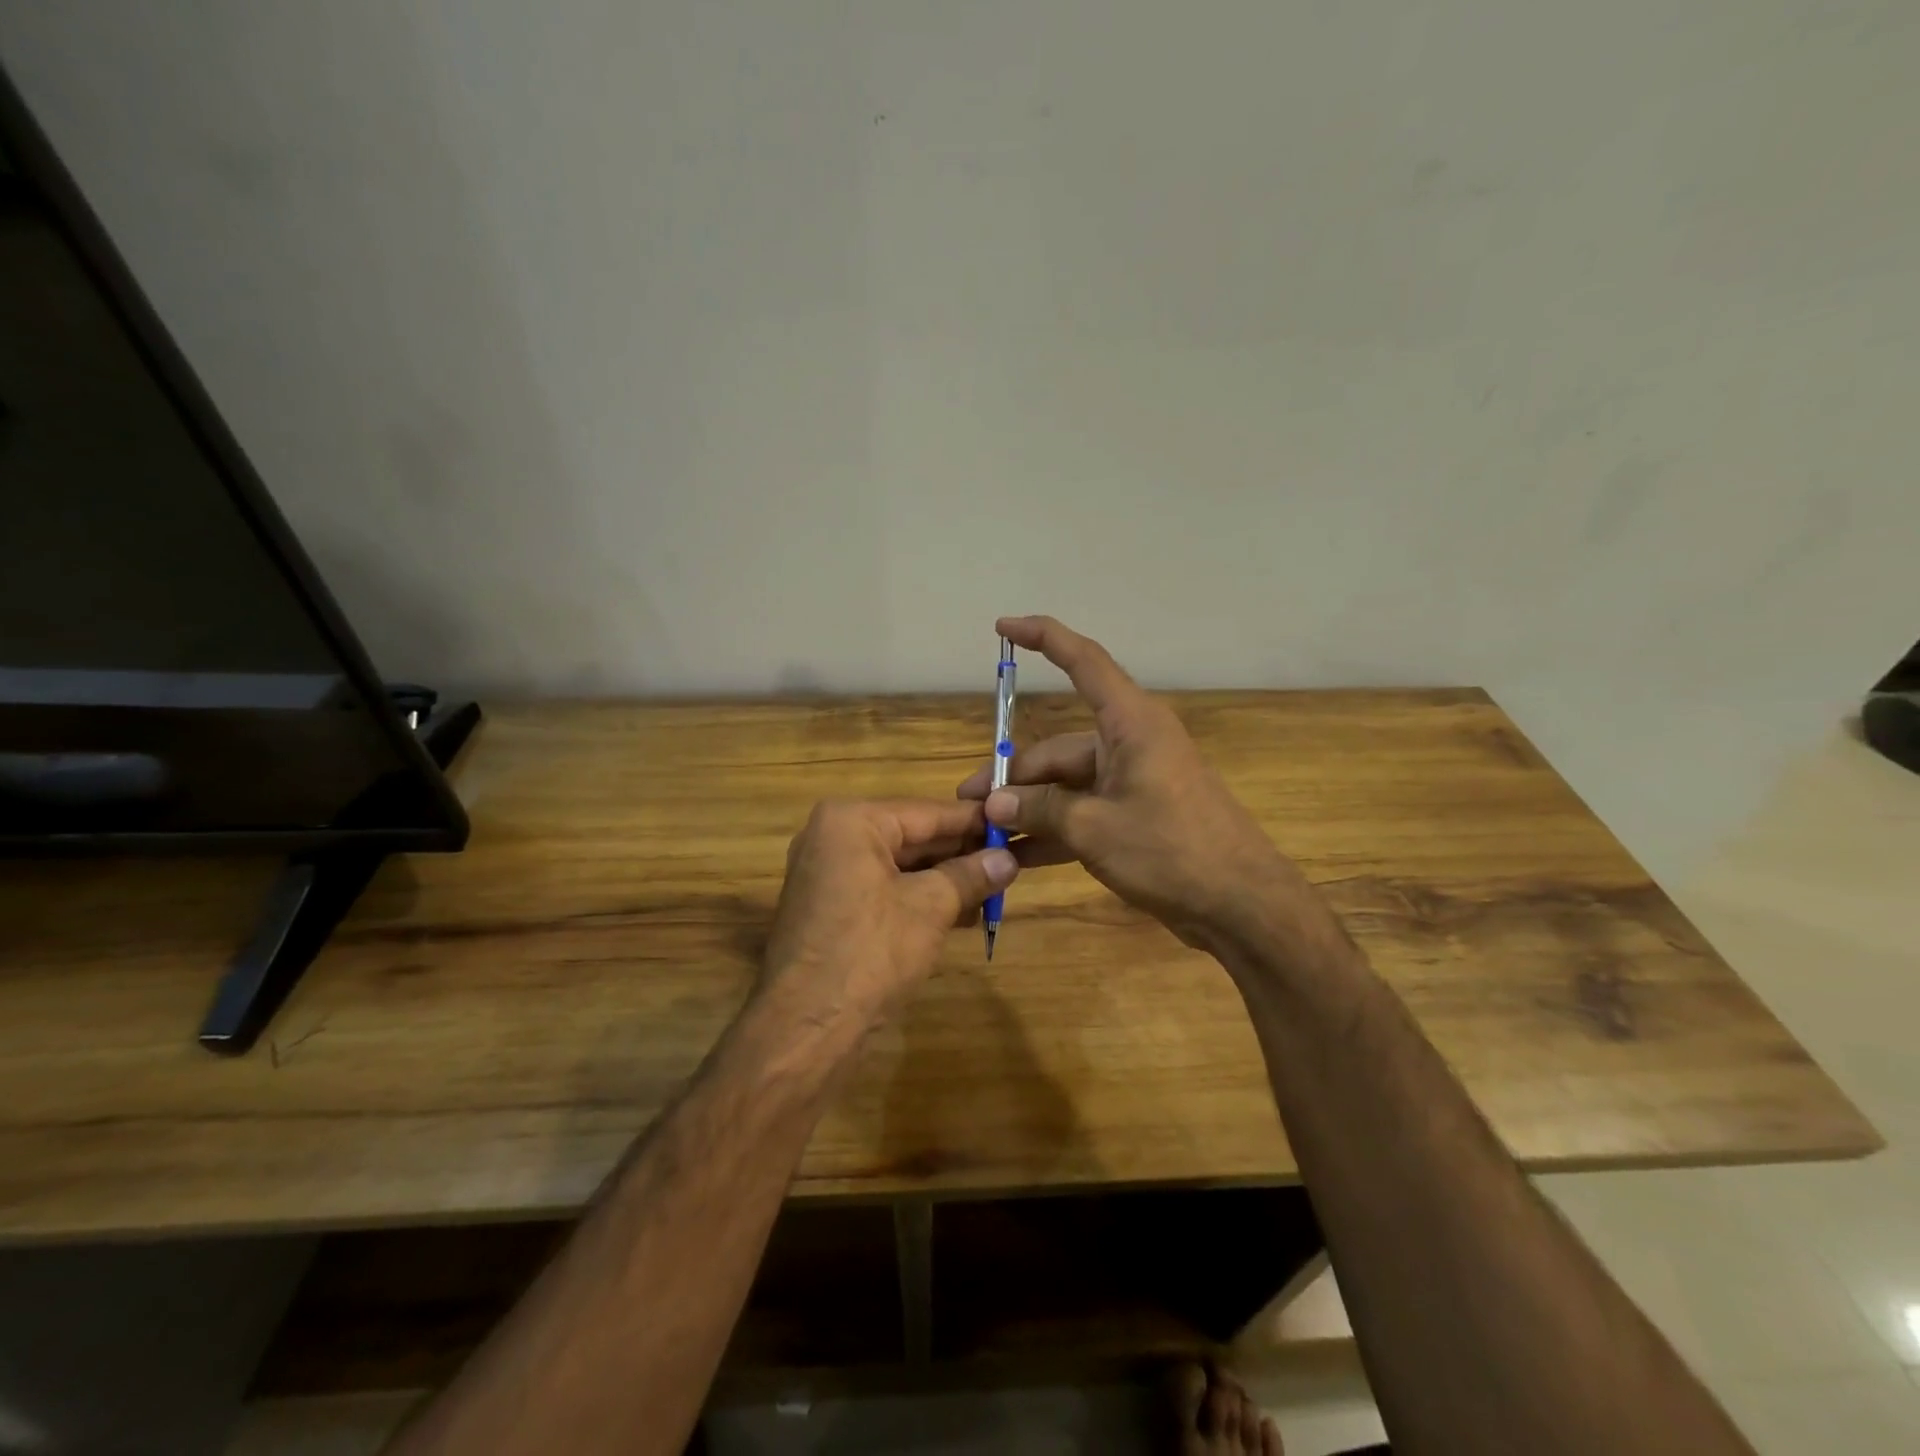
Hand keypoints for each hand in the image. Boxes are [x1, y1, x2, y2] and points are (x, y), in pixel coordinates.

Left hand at [761, 799, 1017, 1035]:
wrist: (807, 1027)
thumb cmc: (870, 952)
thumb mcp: (930, 907)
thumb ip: (970, 875)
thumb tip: (1008, 859)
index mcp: (851, 821)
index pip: (927, 812)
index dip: (974, 822)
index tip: (1013, 826)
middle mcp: (832, 837)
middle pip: (912, 836)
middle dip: (960, 853)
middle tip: (1010, 861)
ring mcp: (826, 873)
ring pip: (899, 866)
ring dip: (944, 879)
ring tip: (994, 889)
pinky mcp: (829, 907)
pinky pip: (882, 889)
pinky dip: (918, 898)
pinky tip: (960, 912)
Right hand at [957, 616, 1320, 957]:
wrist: (1241, 905)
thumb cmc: (1172, 850)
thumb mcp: (1094, 828)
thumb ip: (1040, 809)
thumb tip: (994, 802)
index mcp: (1130, 724)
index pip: (1083, 662)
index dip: (1043, 637)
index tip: (1003, 627)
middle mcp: (1130, 743)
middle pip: (1058, 748)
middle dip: (1013, 776)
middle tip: (969, 806)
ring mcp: (1133, 781)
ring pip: (1066, 785)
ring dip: (1029, 808)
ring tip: (984, 834)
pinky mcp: (1135, 816)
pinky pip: (1083, 813)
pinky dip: (1053, 830)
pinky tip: (1017, 857)